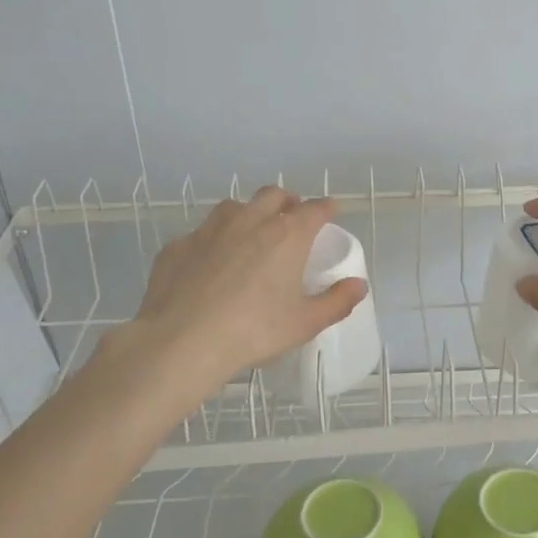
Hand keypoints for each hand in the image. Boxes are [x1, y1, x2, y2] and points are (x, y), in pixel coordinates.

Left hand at [113, 186, 367, 399]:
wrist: (182, 342)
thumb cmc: (254, 331)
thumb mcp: (304, 323)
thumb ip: (336, 301)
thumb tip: (359, 285)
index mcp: (287, 235)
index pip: (315, 208)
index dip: (326, 208)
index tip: (331, 212)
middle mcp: (250, 220)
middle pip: (274, 195)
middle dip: (287, 202)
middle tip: (291, 220)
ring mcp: (209, 229)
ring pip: (234, 207)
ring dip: (249, 214)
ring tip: (251, 236)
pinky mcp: (178, 246)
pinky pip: (201, 234)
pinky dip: (212, 242)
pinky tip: (210, 265)